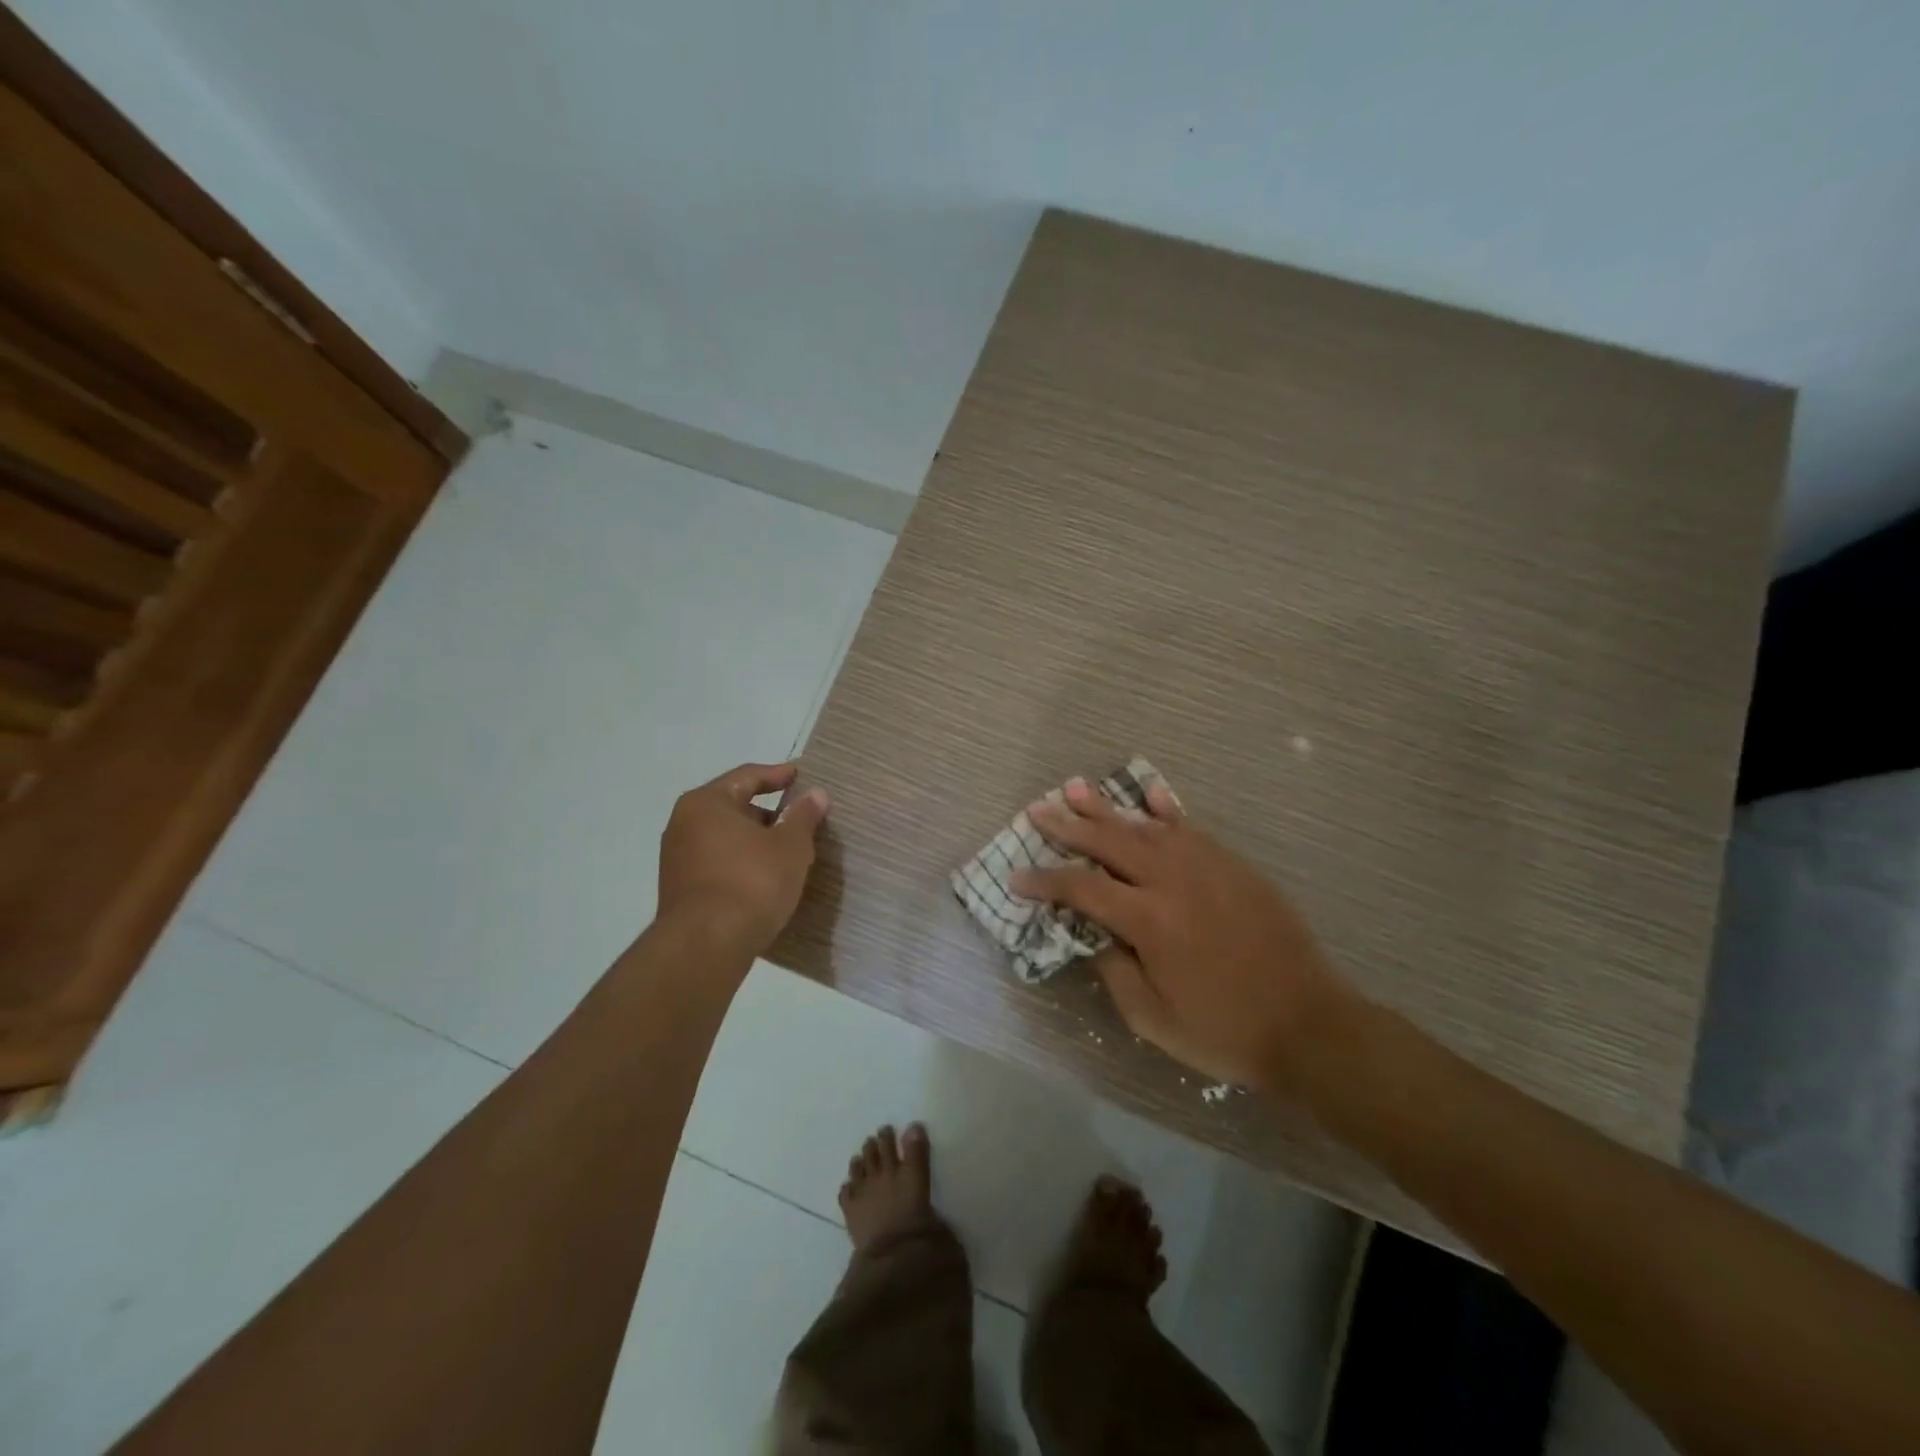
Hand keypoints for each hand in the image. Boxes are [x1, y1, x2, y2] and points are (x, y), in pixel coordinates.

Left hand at [656, 762, 828, 957]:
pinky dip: (741, 862)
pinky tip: (764, 877)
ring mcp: (677, 858)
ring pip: (725, 838)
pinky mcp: (679, 889)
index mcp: (706, 802)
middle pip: (733, 806)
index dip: (777, 775)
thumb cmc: (752, 882)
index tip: (801, 776)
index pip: (747, 776)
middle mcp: (683, 823)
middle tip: (798, 818)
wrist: (706, 946)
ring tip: (786, 851)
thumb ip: (803, 816)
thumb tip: (816, 794)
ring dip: (754, 840)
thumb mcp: (790, 846)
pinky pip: (717, 863)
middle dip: (767, 812)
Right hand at [1014, 778, 1344, 1089]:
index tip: (1017, 876)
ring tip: (1074, 787)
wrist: (1309, 1025)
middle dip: (1067, 825)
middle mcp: (1172, 880)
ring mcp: (1206, 866)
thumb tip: (1094, 935)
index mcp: (1148, 920)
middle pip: (1108, 842)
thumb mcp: (1153, 1019)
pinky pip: (1191, 827)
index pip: (1081, 887)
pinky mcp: (1233, 865)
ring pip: (1145, 826)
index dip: (1044, 880)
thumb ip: (1114, 971)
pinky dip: (1166, 808)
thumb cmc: (1224, 1031)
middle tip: (1037, 810)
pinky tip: (1150, 791)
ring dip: (1106, 807)